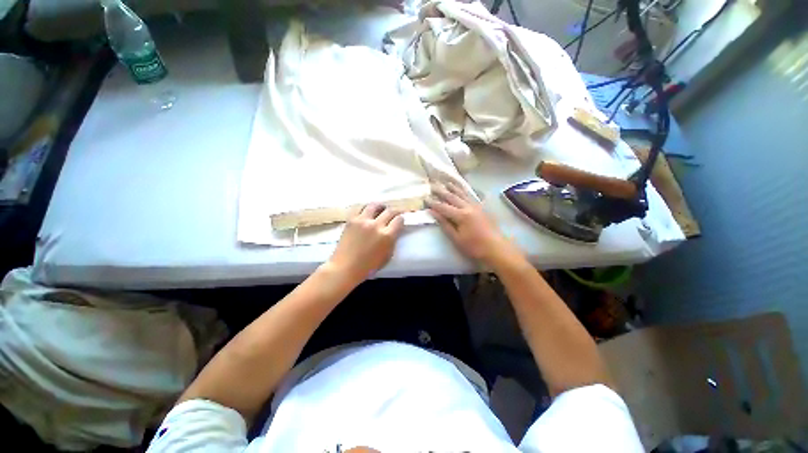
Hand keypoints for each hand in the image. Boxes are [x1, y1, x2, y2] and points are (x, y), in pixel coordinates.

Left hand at [327, 204, 403, 283]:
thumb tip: (394, 231)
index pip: (399, 220)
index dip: (401, 219)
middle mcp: (376, 225)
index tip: (400, 220)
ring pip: (375, 205)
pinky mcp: (352, 220)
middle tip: (394, 214)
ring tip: (381, 209)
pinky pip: (361, 208)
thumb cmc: (368, 266)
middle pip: (390, 211)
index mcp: (387, 236)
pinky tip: (367, 212)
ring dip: (380, 207)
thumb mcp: (387, 256)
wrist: (345, 267)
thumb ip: (392, 241)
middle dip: (394, 211)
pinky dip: (366, 209)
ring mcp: (363, 221)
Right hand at [427, 183, 518, 265]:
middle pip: (452, 197)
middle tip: (433, 185)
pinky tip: (463, 189)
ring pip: (463, 194)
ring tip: (447, 183)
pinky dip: (465, 192)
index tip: (425, 198)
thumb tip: (433, 212)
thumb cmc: (474, 246)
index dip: (433, 203)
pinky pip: (471, 196)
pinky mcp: (482, 208)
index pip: (443, 207)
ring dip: (454, 188)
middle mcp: (468, 207)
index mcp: (461, 215)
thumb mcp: (456, 238)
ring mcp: (476, 206)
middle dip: (442, 192)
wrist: (496, 248)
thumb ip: (445, 224)